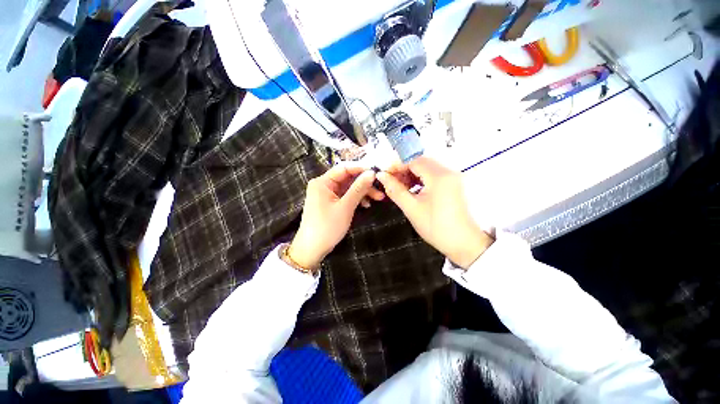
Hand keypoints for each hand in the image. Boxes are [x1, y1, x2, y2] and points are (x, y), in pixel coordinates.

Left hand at [289, 166, 384, 268]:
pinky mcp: (330, 203)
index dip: (361, 169)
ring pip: (348, 188)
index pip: (344, 168)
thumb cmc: (327, 227)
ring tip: (377, 199)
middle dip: (364, 184)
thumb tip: (372, 173)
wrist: (312, 249)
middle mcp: (324, 185)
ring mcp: (327, 194)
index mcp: (323, 182)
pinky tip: (366, 205)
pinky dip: (356, 199)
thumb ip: (358, 188)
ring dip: (362, 192)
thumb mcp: (345, 207)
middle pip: (347, 178)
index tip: (377, 173)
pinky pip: (345, 196)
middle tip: (380, 191)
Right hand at [376, 156, 492, 268]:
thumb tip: (381, 176)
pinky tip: (412, 189)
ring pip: (426, 168)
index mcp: (439, 176)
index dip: (396, 165)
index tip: (384, 175)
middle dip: (403, 170)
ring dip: (411, 174)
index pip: (413, 160)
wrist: (463, 243)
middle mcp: (448, 171)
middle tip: (390, 182)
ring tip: (400, 187)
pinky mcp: (453, 183)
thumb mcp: (411, 208)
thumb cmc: (435, 227)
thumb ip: (395, 190)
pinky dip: (420, 179)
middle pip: (420, 161)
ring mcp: (452, 177)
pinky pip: (433, 175)